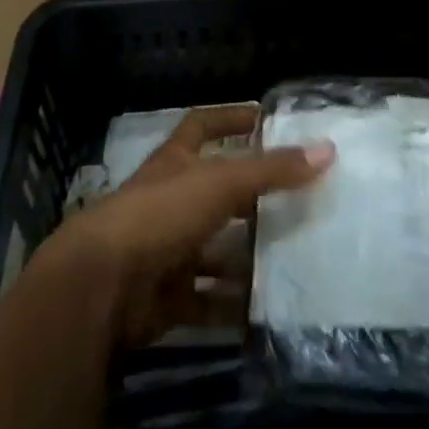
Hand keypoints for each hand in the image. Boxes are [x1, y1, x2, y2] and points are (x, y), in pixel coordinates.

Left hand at [41, 104, 334, 347]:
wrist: (100, 288)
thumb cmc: (160, 215)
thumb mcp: (220, 182)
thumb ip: (272, 169)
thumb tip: (327, 148)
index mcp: (174, 162)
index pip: (202, 126)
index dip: (231, 118)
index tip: (266, 118)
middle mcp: (168, 201)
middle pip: (215, 193)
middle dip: (252, 197)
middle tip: (299, 199)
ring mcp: (165, 250)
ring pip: (214, 249)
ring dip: (246, 255)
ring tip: (294, 258)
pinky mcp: (165, 297)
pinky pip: (207, 300)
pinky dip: (232, 306)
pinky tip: (267, 309)